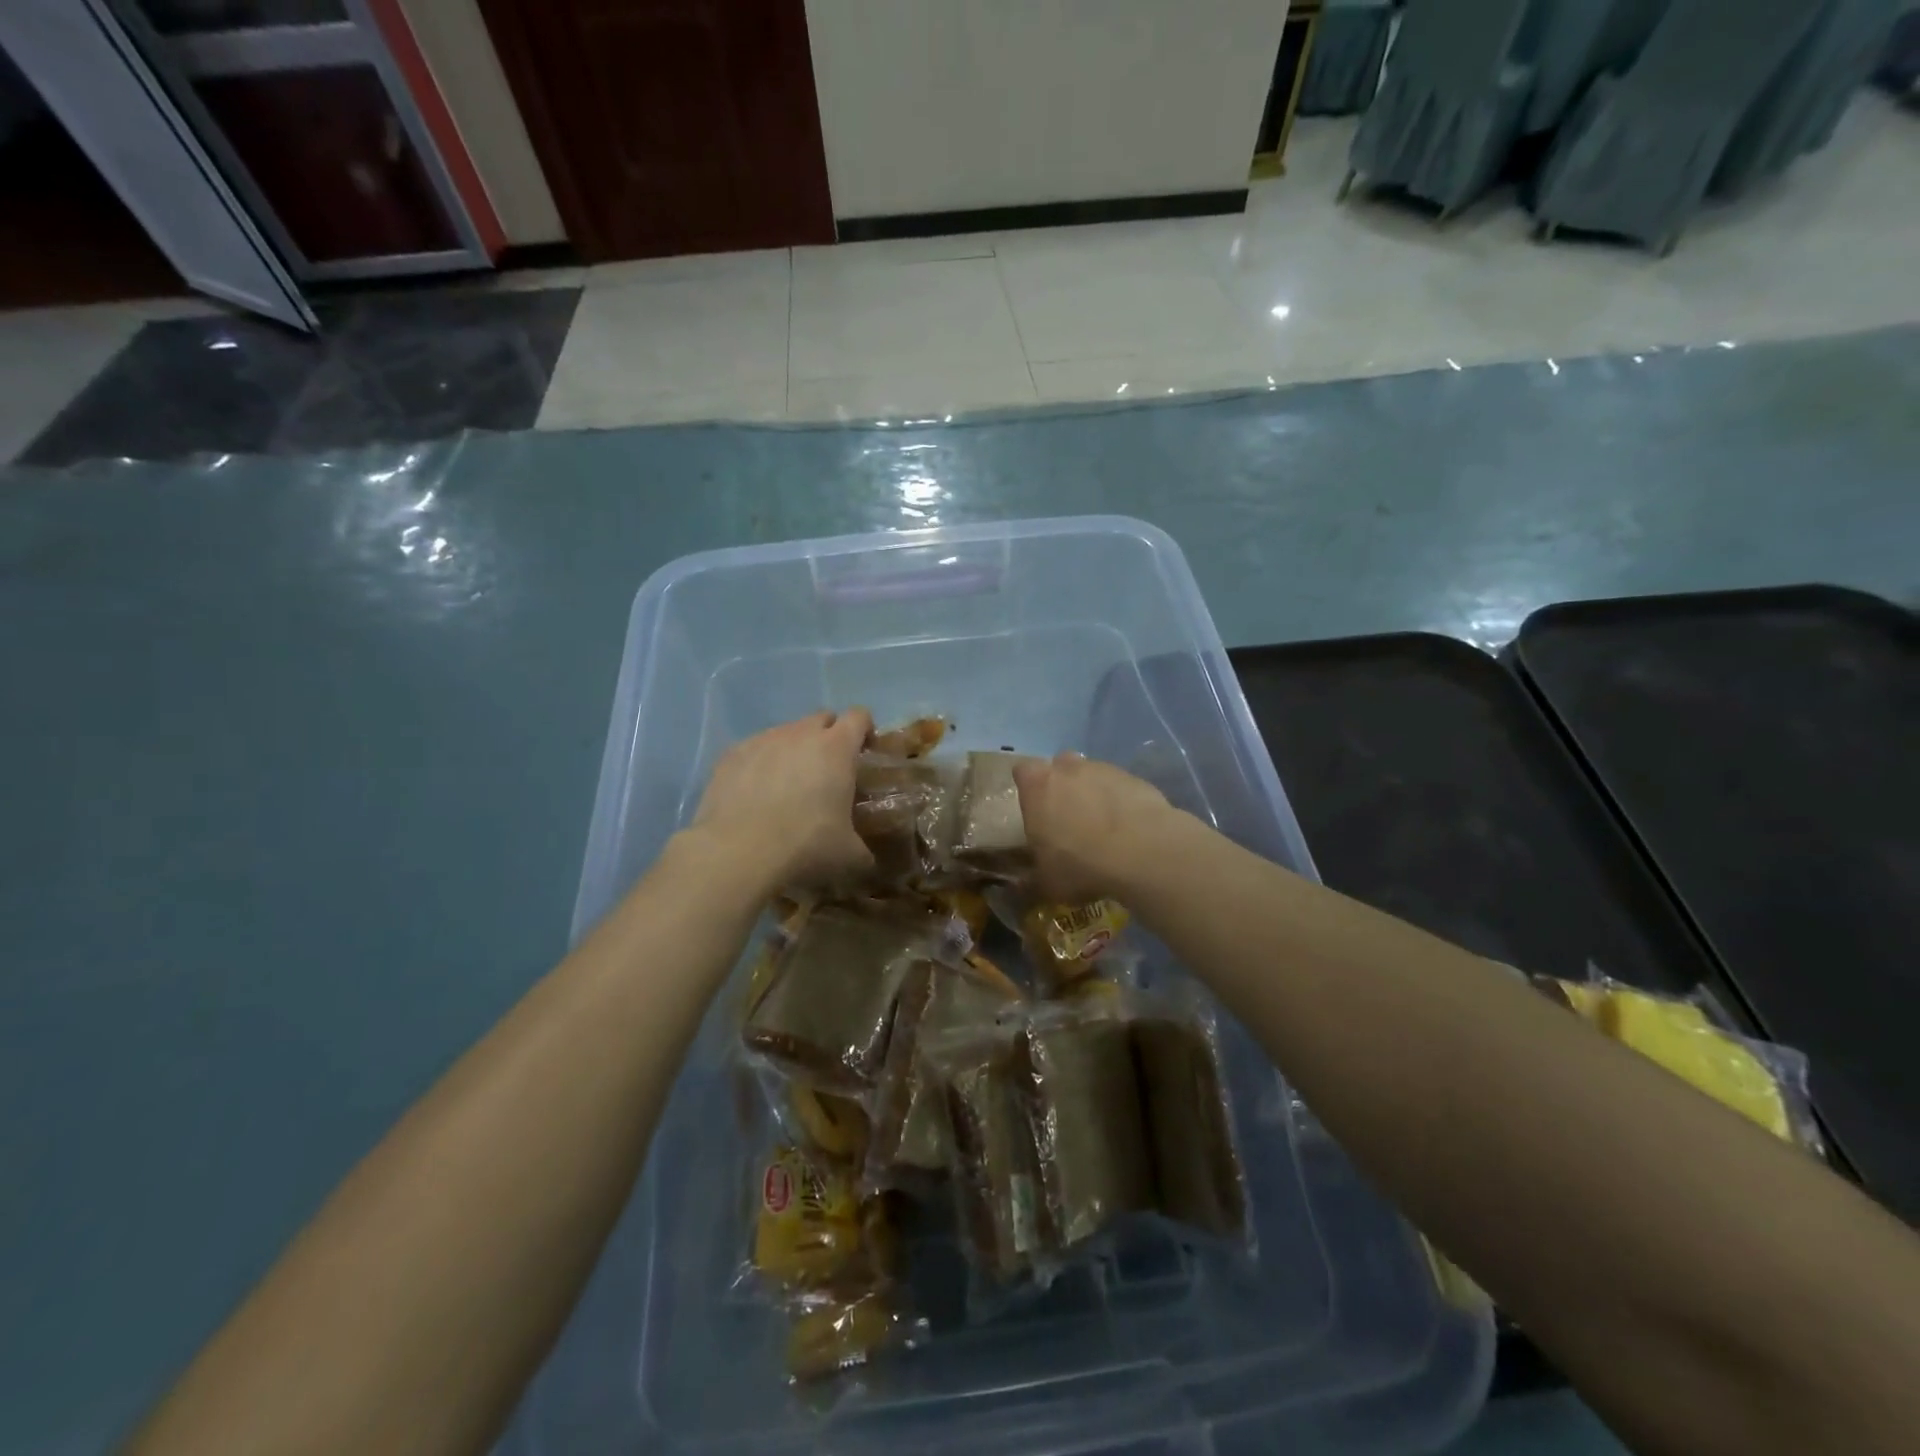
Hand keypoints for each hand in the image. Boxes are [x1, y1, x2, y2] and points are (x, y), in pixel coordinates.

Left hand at [691, 709, 875, 891]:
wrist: (738, 852)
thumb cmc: (806, 845)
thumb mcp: (849, 854)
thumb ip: (863, 849)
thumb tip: (867, 860)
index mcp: (836, 748)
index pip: (858, 717)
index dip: (865, 730)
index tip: (865, 752)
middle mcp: (800, 734)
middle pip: (822, 718)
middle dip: (829, 737)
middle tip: (828, 770)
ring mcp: (762, 740)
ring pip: (786, 732)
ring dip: (793, 750)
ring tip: (788, 785)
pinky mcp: (731, 754)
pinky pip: (754, 749)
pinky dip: (760, 764)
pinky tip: (755, 794)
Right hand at [1013, 754, 1174, 902]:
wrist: (1141, 852)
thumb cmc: (1079, 864)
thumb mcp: (1047, 881)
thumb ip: (1035, 874)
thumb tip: (1026, 882)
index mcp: (1037, 786)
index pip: (1023, 772)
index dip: (1029, 788)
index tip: (1035, 809)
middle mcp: (1068, 768)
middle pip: (1061, 766)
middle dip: (1063, 785)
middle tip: (1069, 817)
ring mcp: (1105, 770)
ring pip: (1093, 775)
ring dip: (1094, 794)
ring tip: (1104, 828)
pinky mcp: (1136, 779)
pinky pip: (1122, 788)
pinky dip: (1122, 803)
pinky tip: (1129, 830)